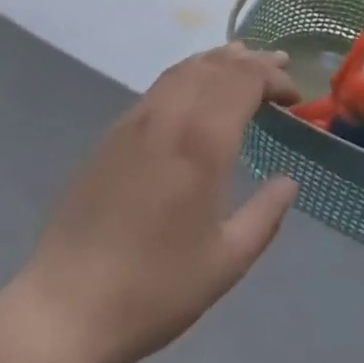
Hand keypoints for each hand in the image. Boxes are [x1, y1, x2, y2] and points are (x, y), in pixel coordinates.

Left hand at [3, 44, 299, 362]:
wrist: (69, 301)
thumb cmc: (156, 288)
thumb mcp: (226, 261)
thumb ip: (265, 215)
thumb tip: (288, 182)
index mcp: (201, 141)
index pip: (243, 81)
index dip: (272, 78)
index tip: (294, 94)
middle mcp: (168, 115)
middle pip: (213, 66)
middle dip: (249, 61)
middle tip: (279, 67)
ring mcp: (135, 119)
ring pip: (183, 69)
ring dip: (216, 61)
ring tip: (242, 62)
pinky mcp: (113, 132)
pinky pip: (160, 85)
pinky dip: (188, 74)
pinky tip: (195, 90)